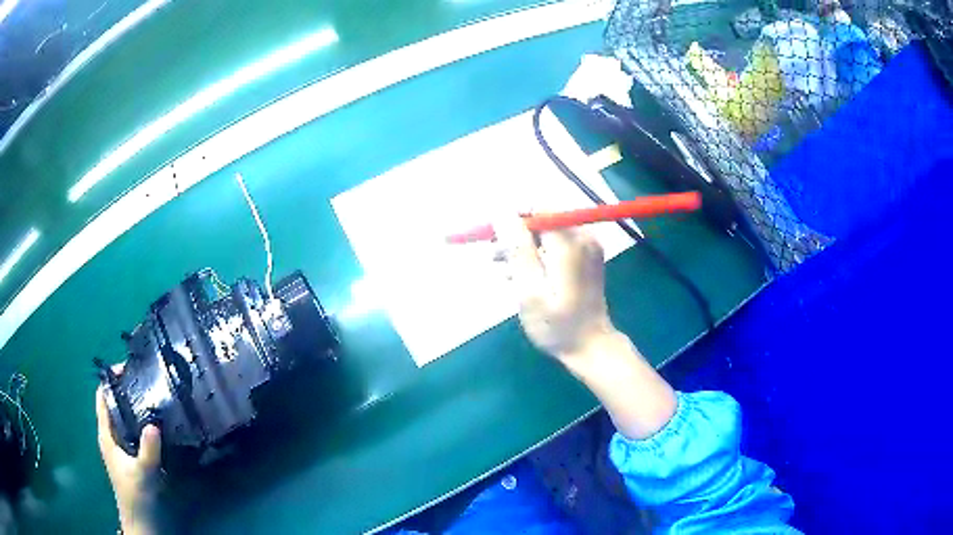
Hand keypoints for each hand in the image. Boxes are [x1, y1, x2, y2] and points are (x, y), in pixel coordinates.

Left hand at [96, 384, 161, 534]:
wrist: (141, 521)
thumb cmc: (136, 496)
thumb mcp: (143, 473)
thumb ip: (148, 450)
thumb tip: (154, 424)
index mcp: (106, 436)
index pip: (102, 399)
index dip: (110, 381)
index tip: (127, 369)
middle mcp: (110, 437)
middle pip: (113, 405)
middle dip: (124, 390)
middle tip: (143, 379)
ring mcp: (119, 447)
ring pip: (123, 418)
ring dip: (133, 406)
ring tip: (150, 396)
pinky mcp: (129, 456)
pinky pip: (131, 430)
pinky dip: (138, 421)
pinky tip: (153, 423)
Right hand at [494, 214, 676, 438]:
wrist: (591, 347)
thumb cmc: (557, 325)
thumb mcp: (529, 290)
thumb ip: (517, 249)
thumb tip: (501, 212)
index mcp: (570, 242)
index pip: (537, 207)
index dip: (511, 217)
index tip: (492, 236)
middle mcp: (583, 235)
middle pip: (542, 217)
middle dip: (515, 234)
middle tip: (494, 257)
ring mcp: (588, 245)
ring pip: (547, 231)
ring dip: (524, 246)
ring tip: (504, 270)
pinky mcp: (587, 255)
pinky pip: (557, 243)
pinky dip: (538, 254)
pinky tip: (523, 274)